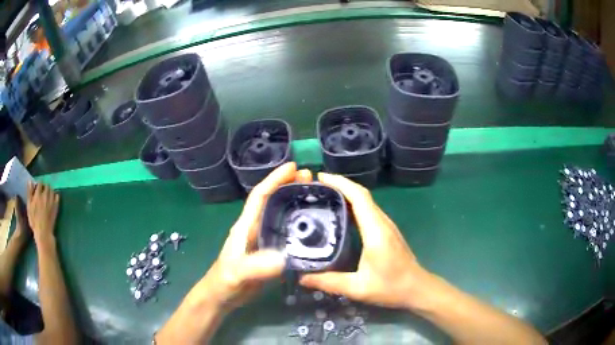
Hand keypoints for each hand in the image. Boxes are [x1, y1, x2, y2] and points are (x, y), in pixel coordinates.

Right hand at [26, 182, 59, 241]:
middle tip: (43, 191)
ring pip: (52, 190)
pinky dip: (55, 195)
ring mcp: (51, 201)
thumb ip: (29, 193)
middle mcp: (45, 195)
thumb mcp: (29, 206)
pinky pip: (57, 196)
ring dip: (50, 190)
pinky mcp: (56, 207)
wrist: (43, 232)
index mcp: (38, 195)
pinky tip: (53, 198)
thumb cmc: (34, 220)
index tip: (38, 188)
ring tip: (47, 195)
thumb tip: (30, 181)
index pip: (40, 183)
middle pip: (46, 185)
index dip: (39, 184)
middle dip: (44, 186)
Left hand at [200, 162, 311, 311]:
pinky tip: (313, 227)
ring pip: (281, 215)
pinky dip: (299, 225)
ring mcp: (263, 240)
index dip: (275, 178)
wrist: (222, 296)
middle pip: (273, 200)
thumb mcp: (239, 272)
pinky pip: (286, 233)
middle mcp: (255, 227)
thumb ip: (257, 266)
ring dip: (296, 202)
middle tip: (312, 178)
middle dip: (290, 185)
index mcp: (246, 225)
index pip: (260, 195)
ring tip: (316, 196)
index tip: (294, 167)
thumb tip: (284, 257)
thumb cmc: (225, 280)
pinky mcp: (270, 252)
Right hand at [299, 173, 429, 309]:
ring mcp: (387, 226)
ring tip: (323, 197)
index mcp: (376, 230)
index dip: (340, 183)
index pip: (359, 197)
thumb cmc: (391, 287)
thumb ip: (329, 282)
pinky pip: (369, 211)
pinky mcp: (387, 231)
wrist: (417, 288)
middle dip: (339, 185)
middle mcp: (382, 222)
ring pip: (366, 202)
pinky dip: (353, 205)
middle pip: (362, 195)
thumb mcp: (358, 288)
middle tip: (315, 188)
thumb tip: (302, 278)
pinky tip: (341, 215)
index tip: (320, 177)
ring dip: (346, 194)